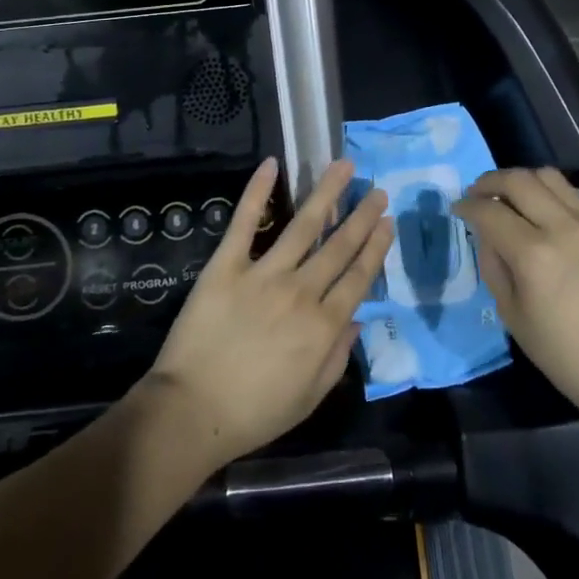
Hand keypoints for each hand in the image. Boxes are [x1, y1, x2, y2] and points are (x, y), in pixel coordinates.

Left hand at [143, 158, 391, 469]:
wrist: (191, 412)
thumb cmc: (253, 413)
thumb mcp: (309, 398)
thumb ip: (338, 357)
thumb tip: (358, 320)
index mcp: (323, 326)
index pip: (358, 278)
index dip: (376, 248)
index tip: (388, 223)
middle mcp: (301, 292)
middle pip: (339, 246)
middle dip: (362, 216)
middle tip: (377, 190)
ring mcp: (263, 274)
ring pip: (304, 225)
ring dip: (327, 193)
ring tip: (344, 167)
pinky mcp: (226, 265)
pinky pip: (245, 223)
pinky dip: (258, 192)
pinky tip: (271, 165)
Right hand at [454, 167, 578, 421]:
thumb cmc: (565, 354)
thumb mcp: (513, 316)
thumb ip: (494, 266)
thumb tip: (486, 235)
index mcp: (533, 254)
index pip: (489, 211)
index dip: (467, 206)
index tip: (457, 209)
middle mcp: (562, 227)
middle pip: (518, 180)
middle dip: (489, 182)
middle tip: (477, 194)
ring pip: (548, 176)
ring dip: (521, 180)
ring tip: (509, 196)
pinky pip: (573, 192)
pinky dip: (550, 190)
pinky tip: (543, 208)